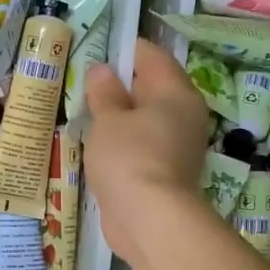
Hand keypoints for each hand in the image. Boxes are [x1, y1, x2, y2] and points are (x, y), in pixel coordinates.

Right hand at [83, 39, 209, 264]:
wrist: (150, 219)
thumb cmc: (129, 157)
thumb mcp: (108, 119)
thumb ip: (104, 92)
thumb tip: (102, 69)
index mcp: (176, 93)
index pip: (152, 57)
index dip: (124, 50)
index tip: (96, 51)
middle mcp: (184, 115)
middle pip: (151, 88)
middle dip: (120, 84)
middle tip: (85, 83)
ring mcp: (177, 146)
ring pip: (146, 119)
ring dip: (120, 116)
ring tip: (87, 113)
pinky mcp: (165, 171)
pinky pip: (142, 144)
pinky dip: (123, 141)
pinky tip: (99, 144)